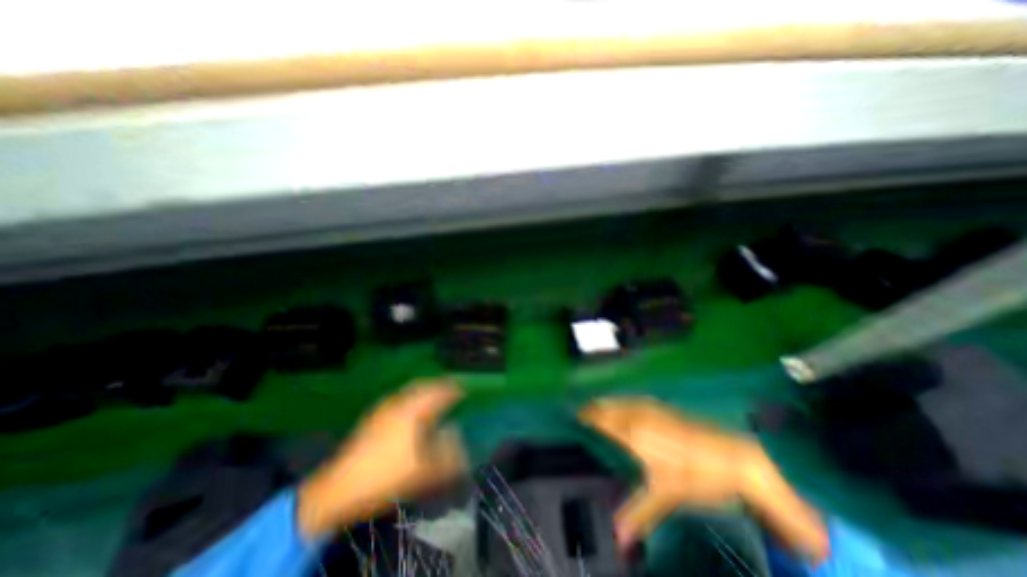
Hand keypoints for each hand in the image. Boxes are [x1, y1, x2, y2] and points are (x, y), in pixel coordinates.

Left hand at [297, 381, 466, 537]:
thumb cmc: (384, 478)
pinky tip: (409, 410)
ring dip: (423, 390)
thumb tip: (457, 435)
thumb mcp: (421, 471)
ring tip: (433, 396)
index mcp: (412, 412)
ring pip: (408, 391)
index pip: (437, 393)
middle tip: (450, 388)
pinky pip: (398, 398)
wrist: (338, 489)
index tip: (463, 389)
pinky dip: (410, 398)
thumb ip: (446, 454)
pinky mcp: (372, 417)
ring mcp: (382, 409)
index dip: (452, 389)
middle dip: (438, 385)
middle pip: (422, 386)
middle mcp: (398, 404)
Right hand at [580, 398, 829, 559]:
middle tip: (579, 414)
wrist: (734, 458)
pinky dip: (620, 403)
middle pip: (607, 406)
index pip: (601, 418)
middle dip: (592, 408)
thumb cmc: (696, 476)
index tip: (572, 417)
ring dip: (605, 404)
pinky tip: (623, 408)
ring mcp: (651, 408)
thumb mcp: (665, 495)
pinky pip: (632, 400)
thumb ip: (638, 512)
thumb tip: (618, 537)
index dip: (585, 416)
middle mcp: (638, 414)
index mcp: (633, 432)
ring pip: (619, 401)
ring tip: (595, 409)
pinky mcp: (663, 408)